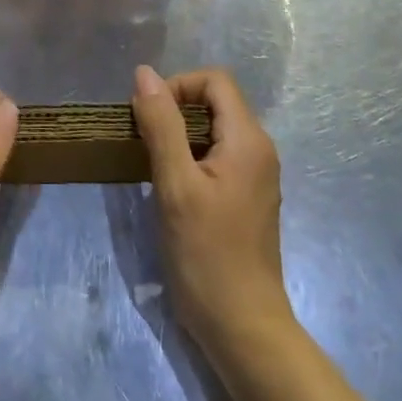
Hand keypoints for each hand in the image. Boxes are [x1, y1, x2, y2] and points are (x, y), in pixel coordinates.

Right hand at [131, 64, 291, 359]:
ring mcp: (254, 176)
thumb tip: (144, 73)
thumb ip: (161, 124)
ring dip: (178, 134)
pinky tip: (168, 186)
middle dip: (174, 109)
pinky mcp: (245, 198)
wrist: (242, 327)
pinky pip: (216, 156)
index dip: (178, 86)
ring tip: (150, 162)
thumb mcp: (176, 184)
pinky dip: (188, 157)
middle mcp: (259, 150)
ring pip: (213, 130)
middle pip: (215, 102)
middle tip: (142, 139)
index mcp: (248, 140)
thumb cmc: (207, 254)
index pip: (215, 81)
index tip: (148, 116)